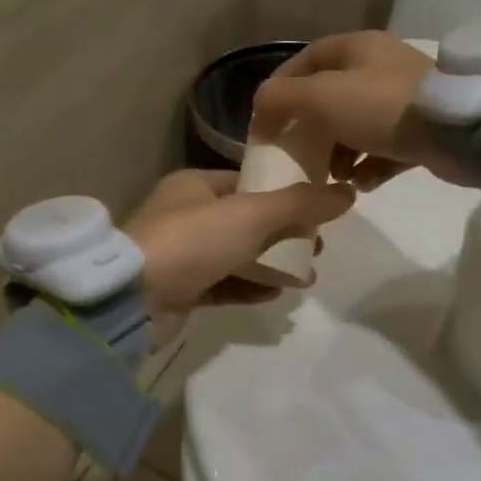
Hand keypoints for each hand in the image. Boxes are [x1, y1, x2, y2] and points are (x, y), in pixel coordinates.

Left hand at [124, 169, 354, 318]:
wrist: (132, 299)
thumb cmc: (192, 241)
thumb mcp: (251, 215)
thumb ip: (299, 205)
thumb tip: (347, 193)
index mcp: (195, 185)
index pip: (247, 182)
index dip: (284, 193)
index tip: (318, 209)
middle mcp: (186, 215)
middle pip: (246, 220)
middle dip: (284, 233)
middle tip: (318, 246)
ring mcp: (181, 254)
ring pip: (237, 254)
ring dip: (272, 263)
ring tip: (308, 276)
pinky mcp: (180, 289)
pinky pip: (224, 284)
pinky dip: (250, 286)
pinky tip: (278, 293)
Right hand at [250, 31, 471, 190]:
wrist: (457, 132)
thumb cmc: (380, 107)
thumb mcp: (319, 96)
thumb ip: (280, 99)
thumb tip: (261, 110)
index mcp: (356, 48)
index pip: (305, 60)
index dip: (280, 88)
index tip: (266, 122)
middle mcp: (379, 67)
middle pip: (329, 97)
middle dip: (311, 130)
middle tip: (299, 156)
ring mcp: (402, 99)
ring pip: (355, 127)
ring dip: (338, 154)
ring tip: (333, 177)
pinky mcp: (421, 130)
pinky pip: (382, 149)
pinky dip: (368, 167)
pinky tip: (363, 184)